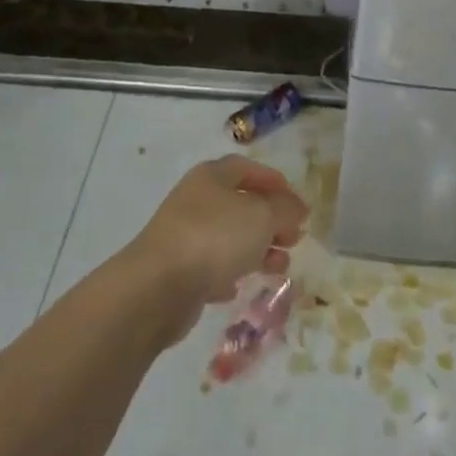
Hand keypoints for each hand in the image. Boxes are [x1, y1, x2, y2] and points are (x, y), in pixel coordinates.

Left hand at [124, 156, 308, 343]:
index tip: (297, 203)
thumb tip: (296, 209)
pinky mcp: (177, 271)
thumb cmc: (215, 237)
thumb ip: (285, 210)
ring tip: (280, 267)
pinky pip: (210, 268)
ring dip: (257, 250)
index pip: (247, 168)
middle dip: (270, 221)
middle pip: (240, 204)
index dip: (273, 182)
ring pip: (228, 238)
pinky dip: (228, 274)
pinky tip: (238, 287)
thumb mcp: (262, 216)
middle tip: (294, 238)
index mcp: (212, 176)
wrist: (158, 286)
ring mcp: (184, 235)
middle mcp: (196, 200)